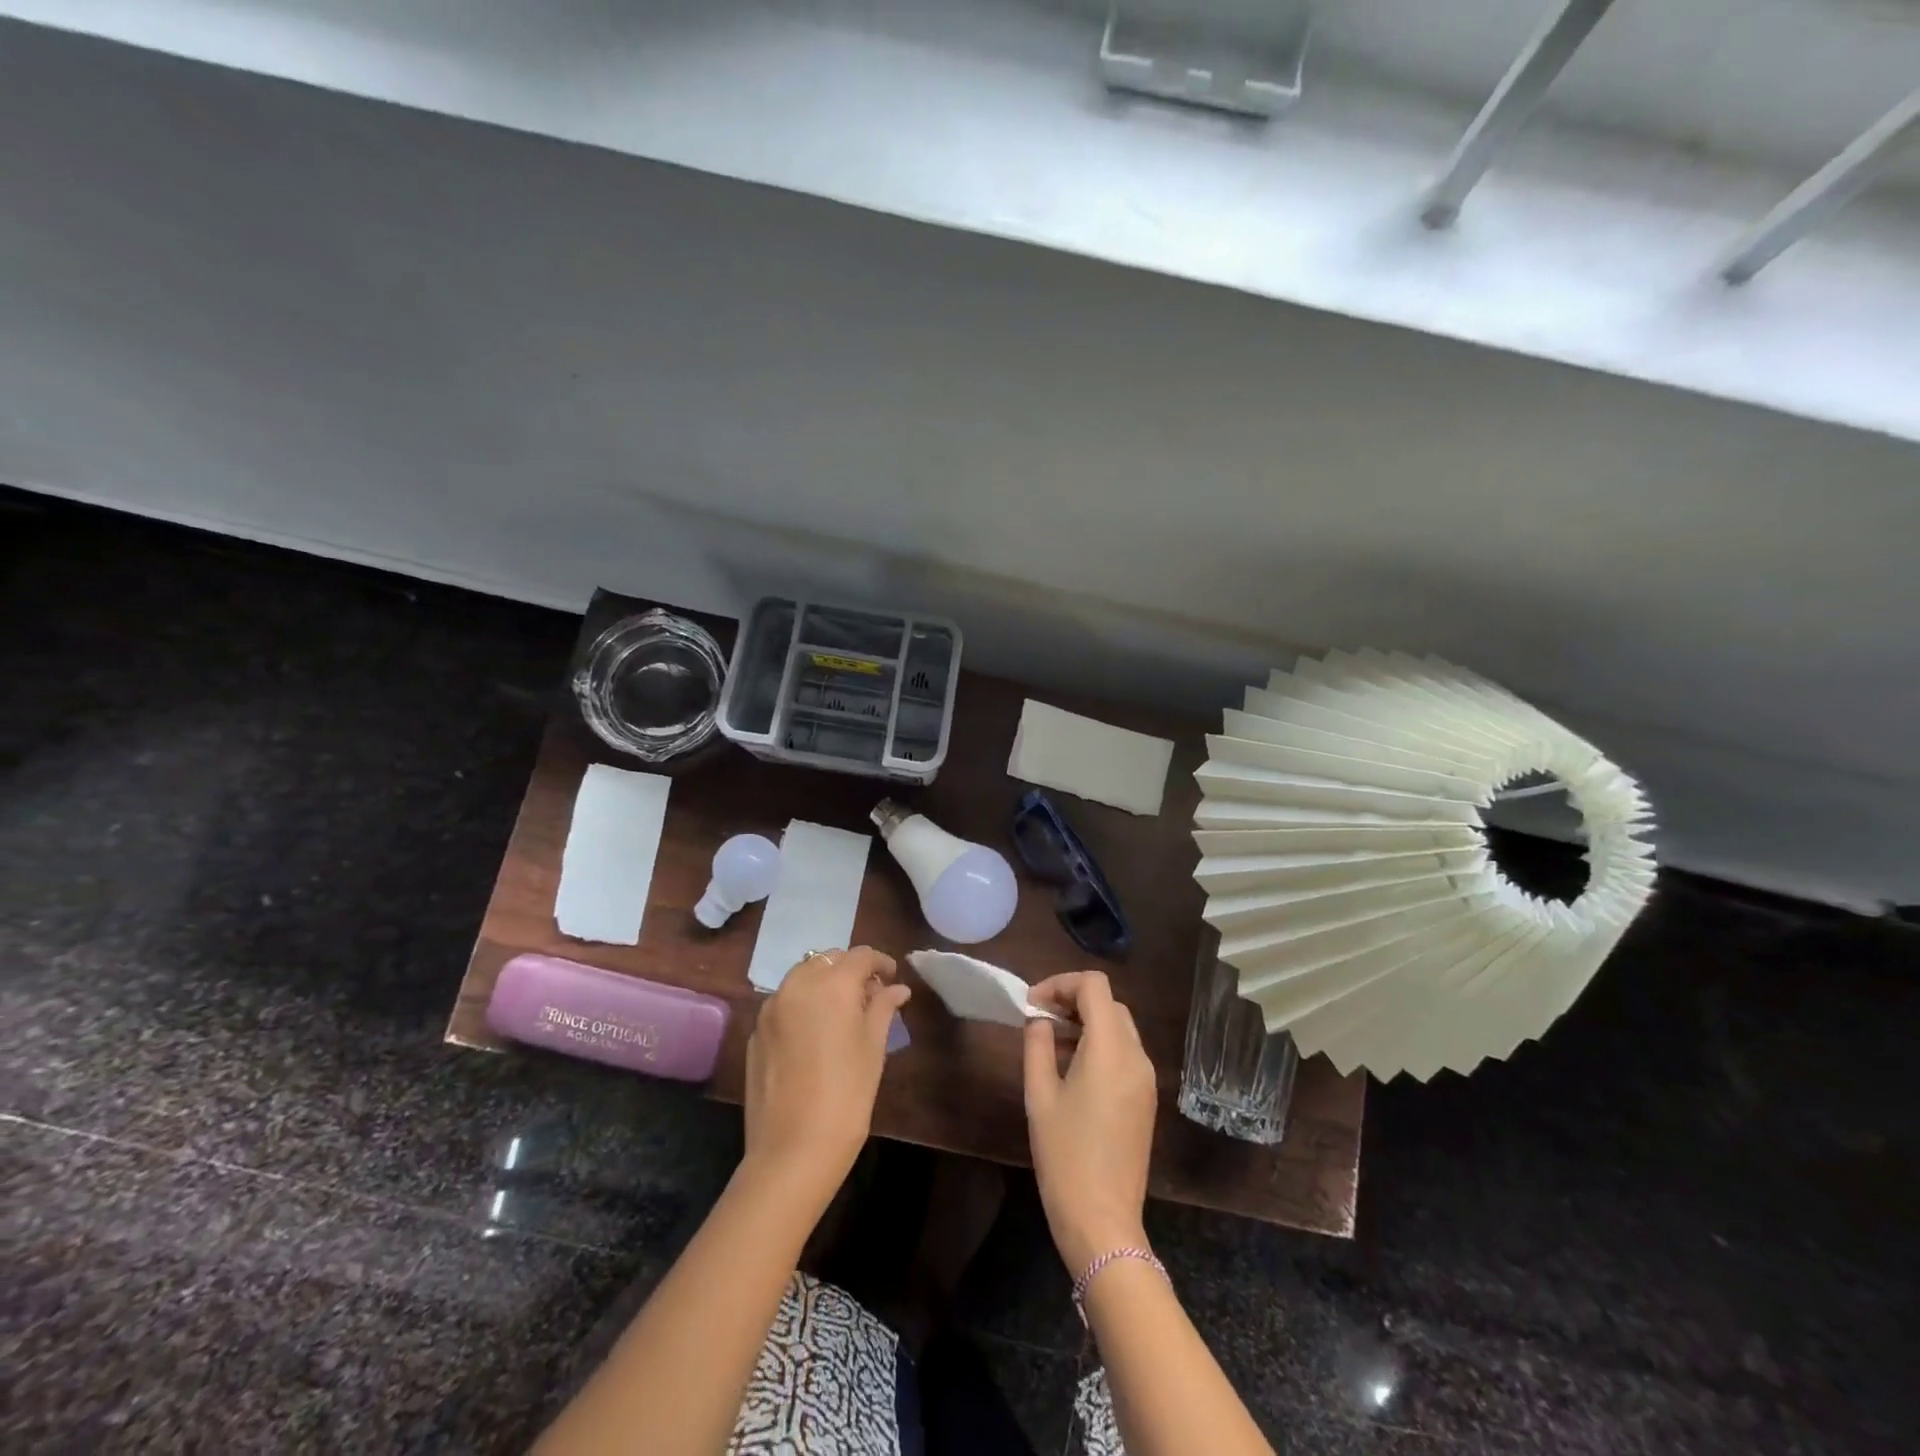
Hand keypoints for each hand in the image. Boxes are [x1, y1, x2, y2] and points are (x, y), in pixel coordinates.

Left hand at [743, 947, 909, 1206]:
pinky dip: (803, 1005)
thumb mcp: (874, 1048)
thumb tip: (896, 988)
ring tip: (842, 1012)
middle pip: (828, 960)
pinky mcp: (756, 1032)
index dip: (880, 962)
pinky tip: (815, 1033)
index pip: (860, 955)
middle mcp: (797, 985)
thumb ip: (883, 1008)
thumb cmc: (847, 1095)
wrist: (792, 1150)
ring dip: (824, 984)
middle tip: (870, 995)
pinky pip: (784, 1003)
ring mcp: (771, 1008)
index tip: (892, 977)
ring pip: (802, 977)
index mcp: (831, 984)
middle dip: (850, 970)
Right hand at [1023, 971, 1158, 1276]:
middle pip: (1109, 1003)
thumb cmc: (1065, 1156)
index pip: (1094, 986)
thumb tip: (1038, 1019)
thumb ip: (1037, 1045)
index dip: (1061, 983)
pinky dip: (1100, 1044)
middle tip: (1039, 1019)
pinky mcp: (1146, 1099)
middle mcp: (1136, 1056)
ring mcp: (1146, 1079)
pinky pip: (1125, 1053)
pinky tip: (1073, 1067)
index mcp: (1111, 1049)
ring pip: (1119, 1027)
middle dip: (1073, 1000)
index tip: (1032, 1004)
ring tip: (1050, 1042)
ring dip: (1087, 1021)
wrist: (1103, 1221)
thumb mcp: (1040, 1095)